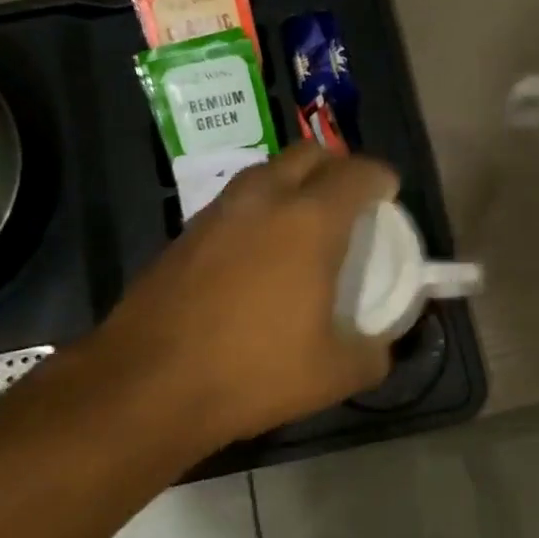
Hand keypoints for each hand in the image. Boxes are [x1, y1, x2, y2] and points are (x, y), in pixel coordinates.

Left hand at [93, 145, 399, 448]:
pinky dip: (258, 210)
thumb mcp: (334, 374)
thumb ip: (373, 353)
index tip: (389, 195)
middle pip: (308, 154)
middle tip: (349, 202)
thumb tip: (381, 346)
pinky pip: (234, 202)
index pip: (357, 173)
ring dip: (293, 184)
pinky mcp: (184, 233)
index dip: (381, 179)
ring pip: (265, 173)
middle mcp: (262, 200)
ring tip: (304, 225)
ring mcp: (217, 212)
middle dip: (337, 167)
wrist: (149, 383)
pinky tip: (257, 255)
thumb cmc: (253, 372)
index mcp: (309, 221)